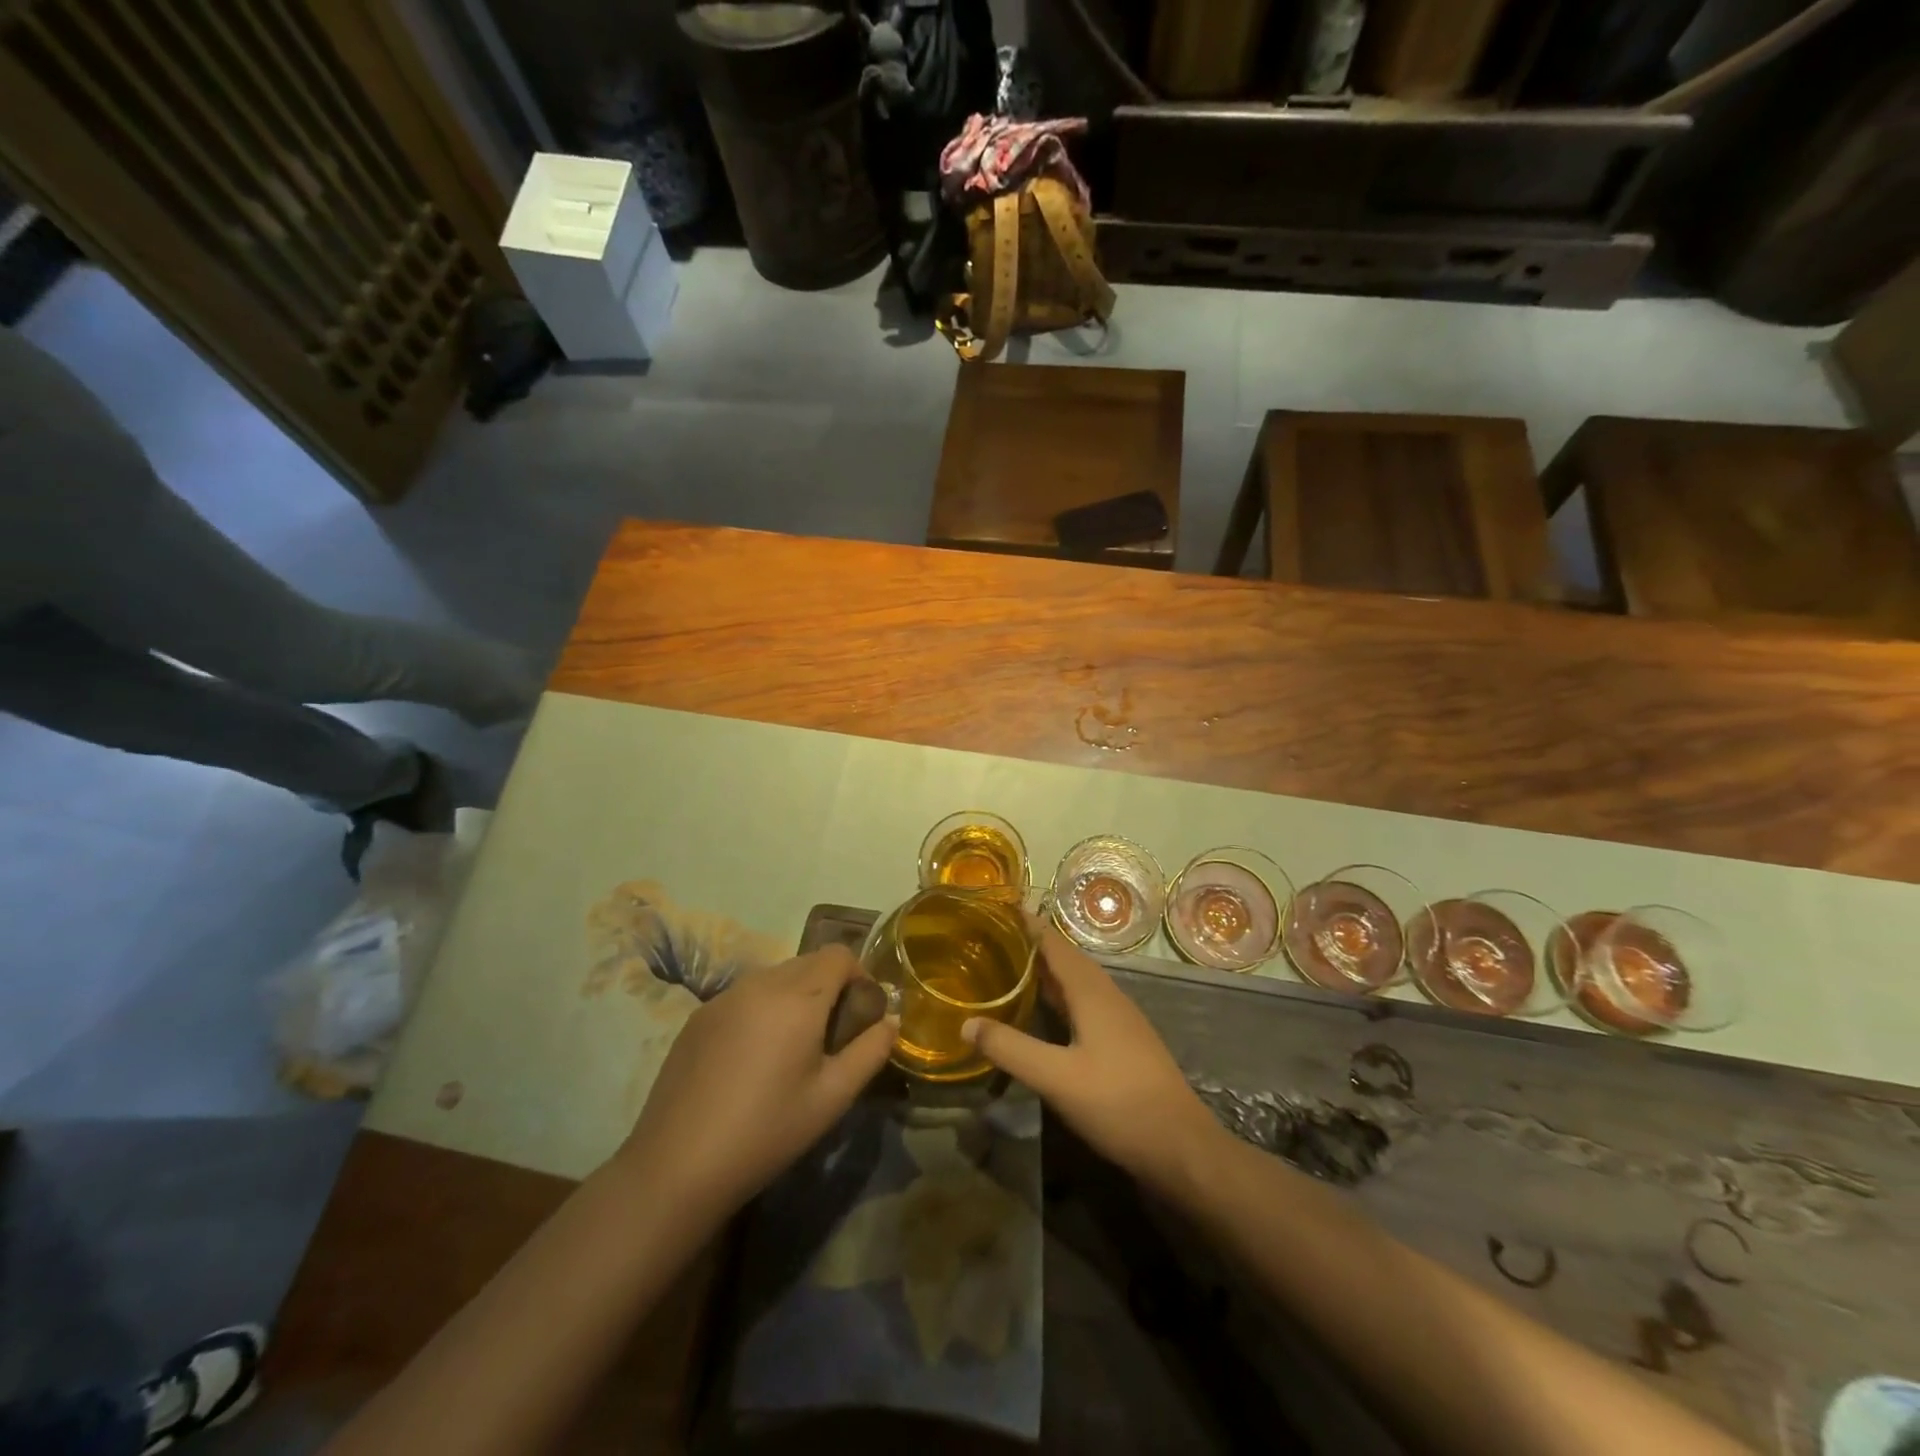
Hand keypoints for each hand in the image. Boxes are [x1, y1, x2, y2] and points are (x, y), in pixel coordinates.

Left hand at [618, 946, 896, 1216]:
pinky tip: (751, 1060)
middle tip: (830, 1036)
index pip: (839, 954)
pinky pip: (745, 995)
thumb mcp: (832, 1098)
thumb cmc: (766, 1132)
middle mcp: (761, 982)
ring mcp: (725, 996)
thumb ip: (871, 1052)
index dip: (859, 976)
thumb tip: (890, 1022)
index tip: (860, 1016)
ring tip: (791, 1049)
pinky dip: (762, 1009)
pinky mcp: (699, 1016)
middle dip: (829, 986)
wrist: (677, 1166)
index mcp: (798, 996)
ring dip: (795, 996)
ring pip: (776, 976)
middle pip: (809, 961)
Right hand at [961, 916, 1226, 1195]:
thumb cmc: (1118, 1103)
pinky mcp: (1123, 1039)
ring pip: (1076, 980)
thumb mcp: (1056, 1078)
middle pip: (1064, 957)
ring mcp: (1119, 1017)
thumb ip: (1010, 1048)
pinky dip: (1058, 994)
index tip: (995, 907)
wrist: (1181, 1146)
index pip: (1053, 942)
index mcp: (1091, 991)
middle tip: (991, 937)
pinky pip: (1084, 1000)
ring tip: (1009, 966)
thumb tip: (966, 1023)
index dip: (1026, 923)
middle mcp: (1107, 994)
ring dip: (1045, 969)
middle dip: (1030, 943)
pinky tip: (1044, 1011)